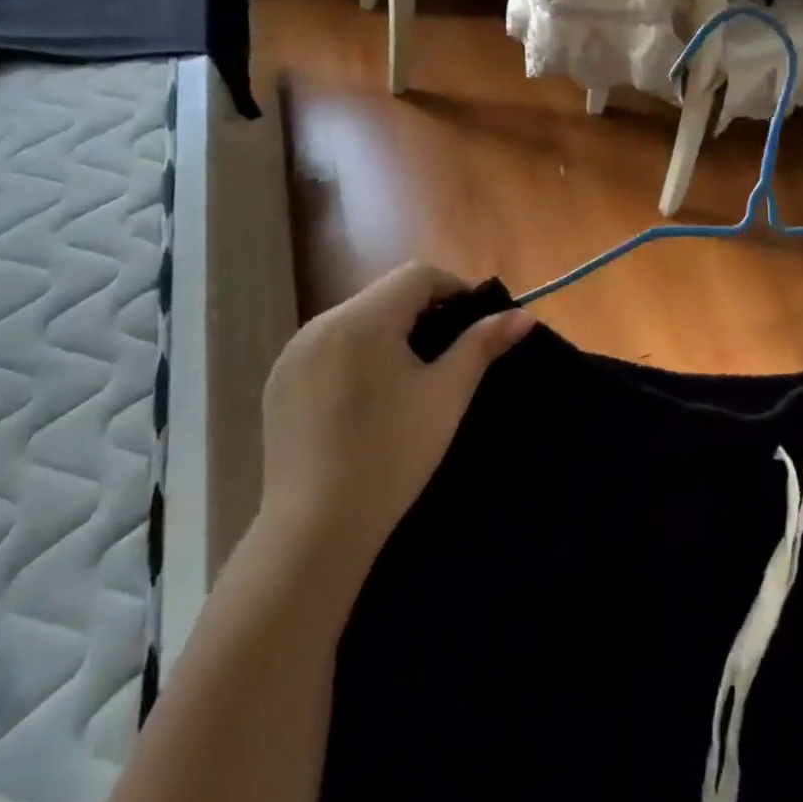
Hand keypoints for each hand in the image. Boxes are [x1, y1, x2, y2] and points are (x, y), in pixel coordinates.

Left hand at [258, 263, 531, 595]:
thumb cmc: (393, 454)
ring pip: (355, 322)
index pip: (417, 275)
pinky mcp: (279, 383)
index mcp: (363, 320)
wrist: (318, 526)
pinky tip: (368, 400)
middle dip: (423, 312)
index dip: (455, 289)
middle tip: (450, 354)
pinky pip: (328, 350)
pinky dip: (356, 356)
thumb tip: (523, 315)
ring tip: (411, 378)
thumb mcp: (446, 395)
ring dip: (389, 333)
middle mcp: (320, 324)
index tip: (476, 324)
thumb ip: (482, 345)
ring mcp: (293, 354)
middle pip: (384, 295)